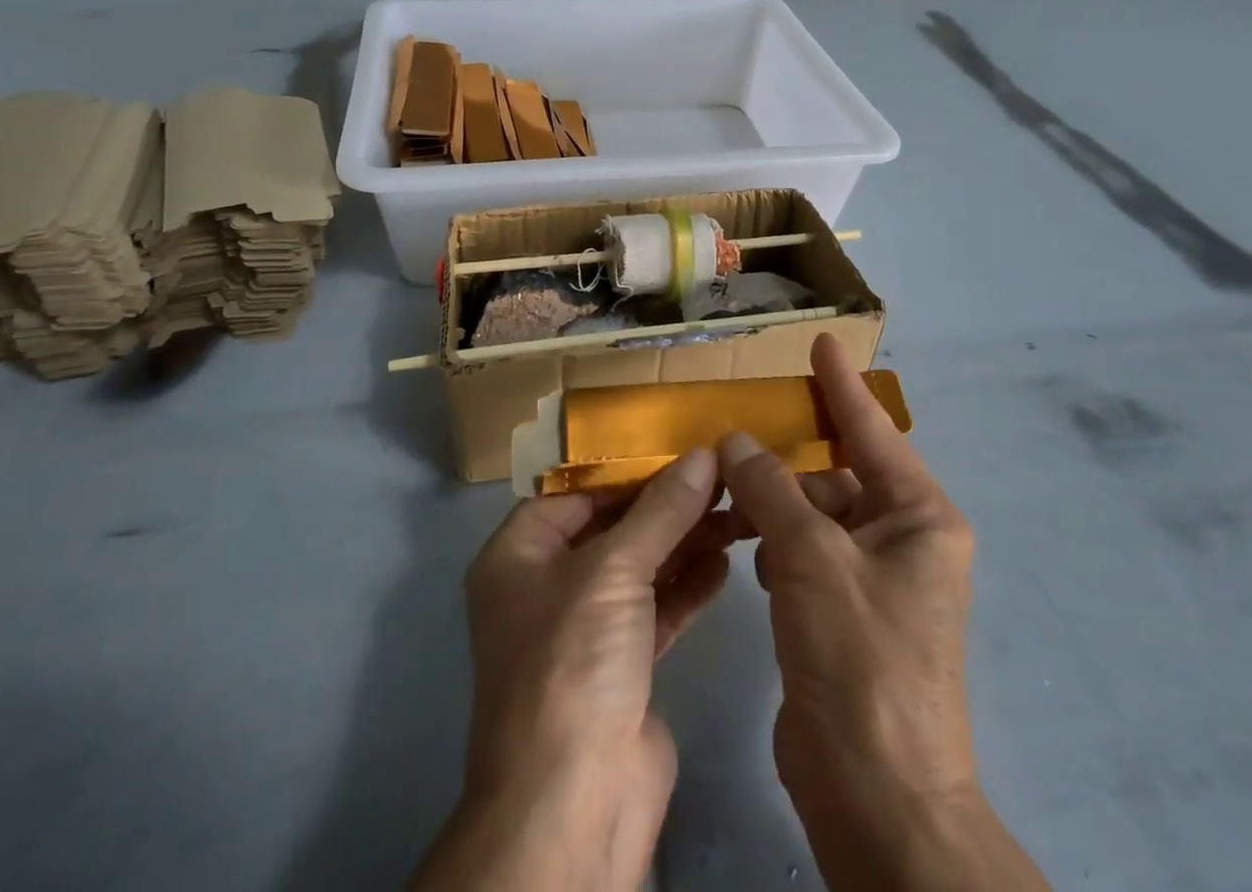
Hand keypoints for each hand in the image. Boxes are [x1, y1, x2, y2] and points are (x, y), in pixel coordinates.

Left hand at [411, 449, 734, 891]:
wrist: (574, 806)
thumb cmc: (572, 663)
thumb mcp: (613, 571)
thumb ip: (661, 511)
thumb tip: (703, 455)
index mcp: (518, 555)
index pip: (574, 492)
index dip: (625, 468)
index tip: (678, 446)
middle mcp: (547, 586)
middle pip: (612, 527)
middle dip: (664, 504)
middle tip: (718, 477)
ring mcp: (586, 628)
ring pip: (639, 566)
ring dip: (683, 541)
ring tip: (732, 512)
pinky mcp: (623, 665)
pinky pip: (657, 608)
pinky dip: (687, 585)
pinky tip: (724, 562)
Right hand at [720, 334, 1050, 891]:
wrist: (879, 798)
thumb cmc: (861, 661)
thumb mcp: (812, 558)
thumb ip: (771, 489)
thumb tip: (737, 442)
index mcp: (920, 518)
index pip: (873, 431)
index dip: (842, 386)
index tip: (821, 344)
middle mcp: (904, 541)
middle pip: (836, 476)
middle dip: (786, 463)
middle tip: (733, 438)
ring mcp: (874, 580)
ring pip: (813, 515)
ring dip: (772, 507)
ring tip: (727, 502)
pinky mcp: (844, 613)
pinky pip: (804, 553)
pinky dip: (774, 546)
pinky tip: (747, 555)